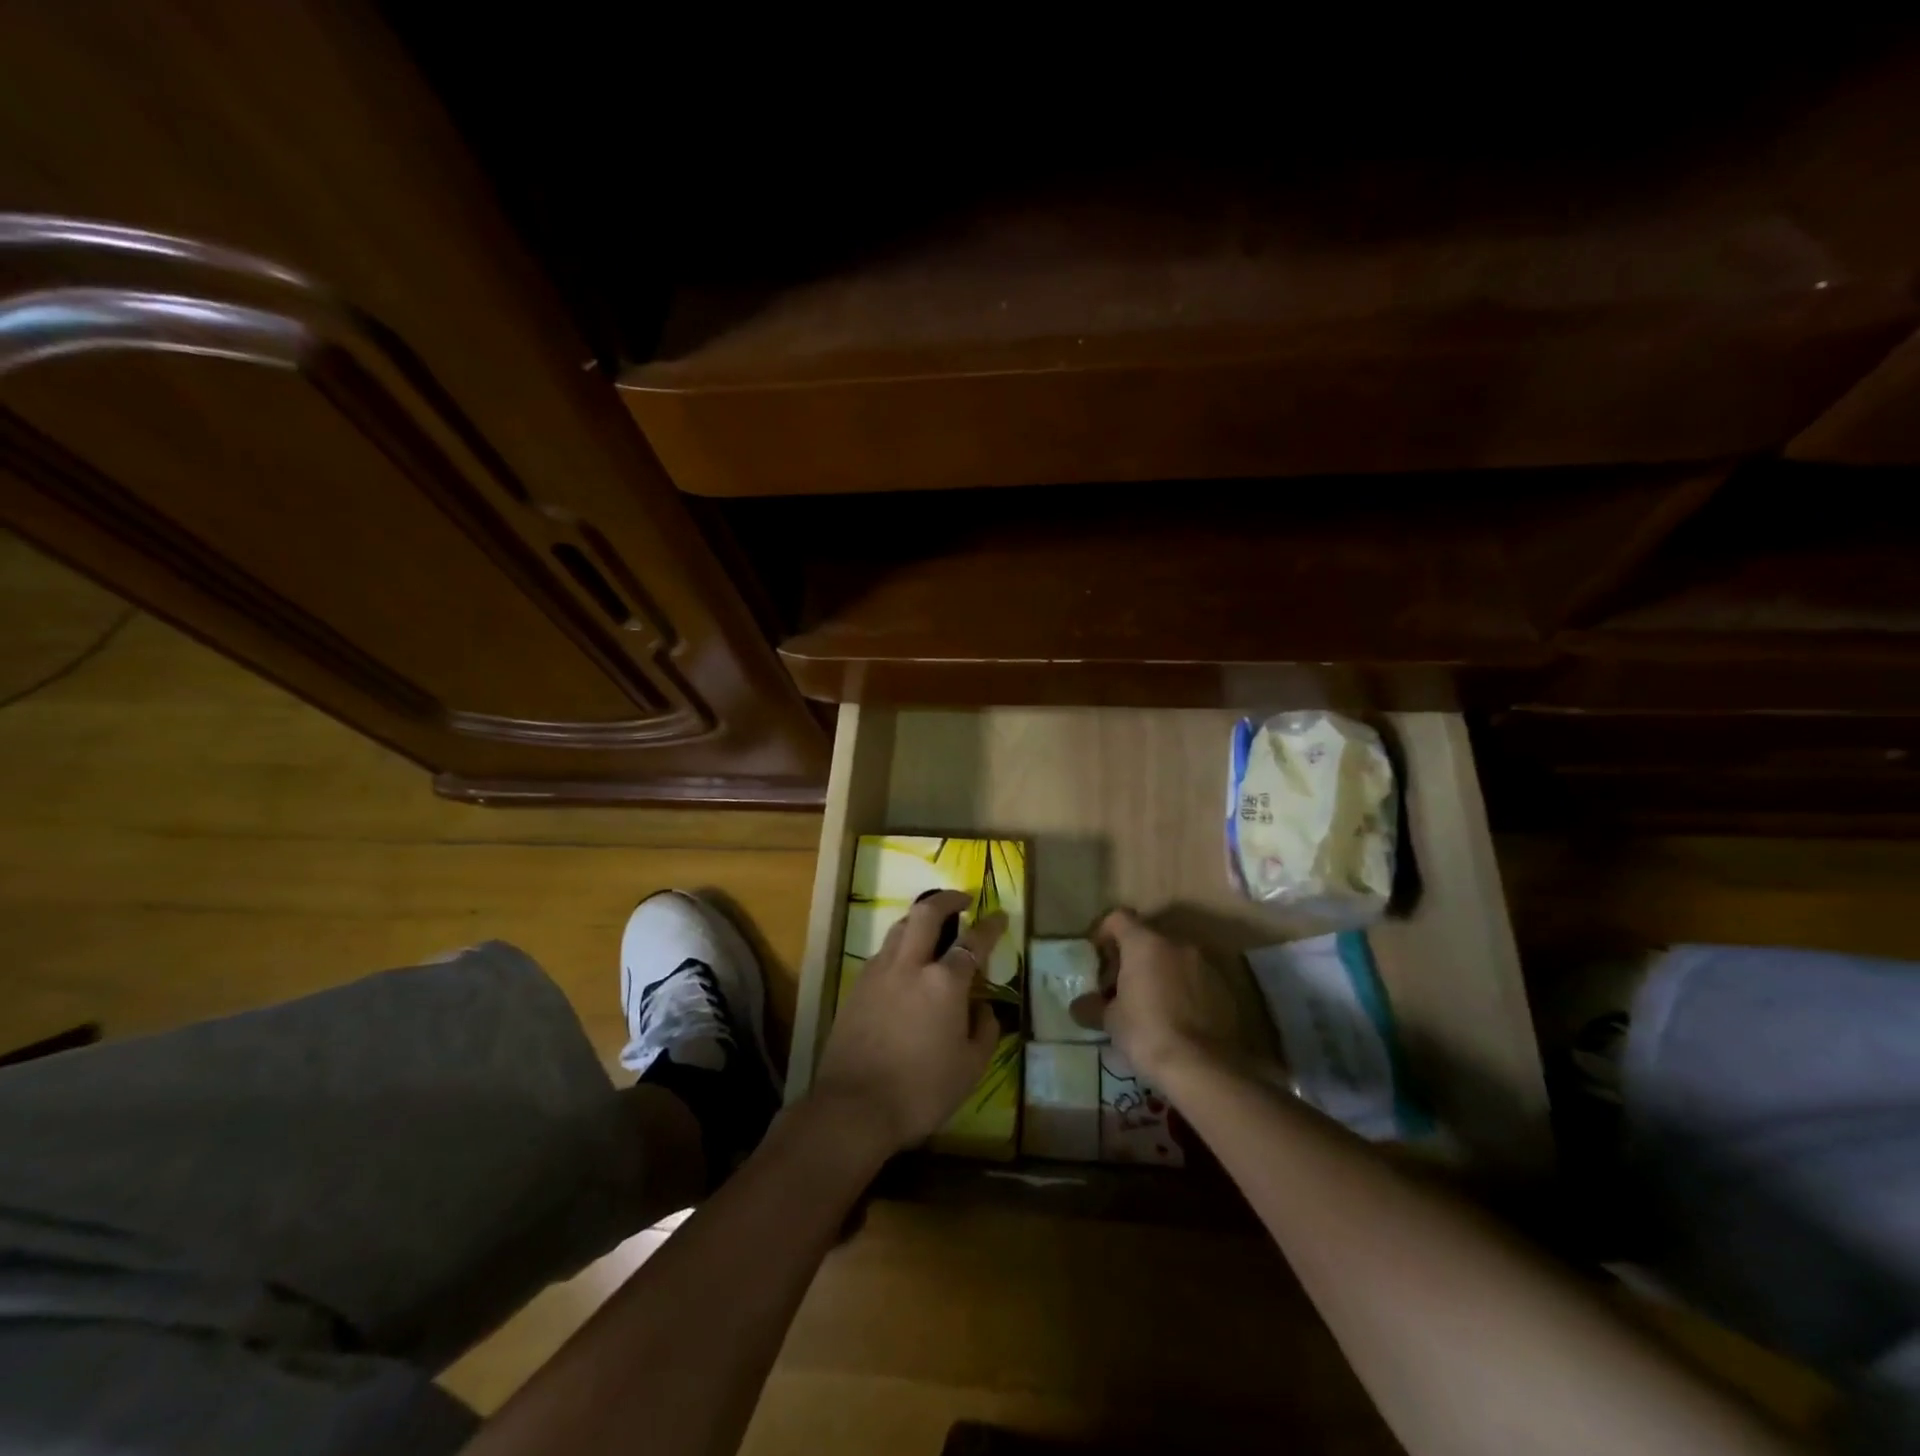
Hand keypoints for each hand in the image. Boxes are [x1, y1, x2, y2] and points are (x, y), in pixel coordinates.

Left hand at [814, 890, 1002, 1153]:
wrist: (853, 1108)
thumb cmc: (921, 1091)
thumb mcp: (970, 1068)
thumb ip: (984, 1030)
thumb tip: (983, 1007)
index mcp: (944, 982)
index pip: (973, 941)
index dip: (990, 926)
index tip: (1000, 915)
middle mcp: (910, 965)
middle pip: (926, 912)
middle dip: (947, 899)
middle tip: (962, 900)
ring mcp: (878, 972)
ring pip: (899, 928)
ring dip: (919, 919)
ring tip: (932, 928)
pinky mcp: (857, 987)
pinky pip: (883, 953)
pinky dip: (899, 947)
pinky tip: (905, 965)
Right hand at [1075, 908, 1274, 1084]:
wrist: (1203, 1068)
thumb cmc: (1147, 1034)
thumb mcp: (1110, 1022)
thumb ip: (1093, 1007)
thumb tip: (1079, 1006)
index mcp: (1145, 943)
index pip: (1119, 918)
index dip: (1104, 933)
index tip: (1098, 958)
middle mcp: (1177, 944)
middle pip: (1148, 938)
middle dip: (1133, 958)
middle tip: (1121, 986)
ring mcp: (1205, 964)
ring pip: (1174, 958)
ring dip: (1160, 973)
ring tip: (1151, 1004)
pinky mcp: (1224, 988)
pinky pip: (1196, 979)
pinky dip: (1183, 989)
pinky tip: (1177, 1018)